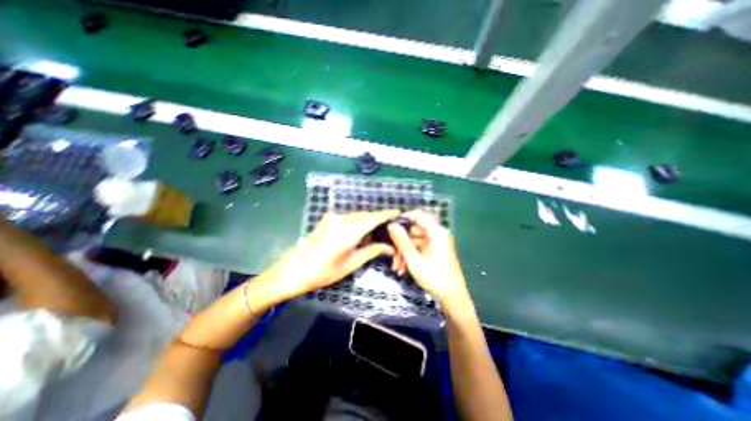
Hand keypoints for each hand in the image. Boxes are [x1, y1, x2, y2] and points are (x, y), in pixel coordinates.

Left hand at [269, 213, 401, 300]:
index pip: (373, 218)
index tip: (398, 212)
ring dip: (367, 221)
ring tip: (376, 233)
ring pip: (357, 216)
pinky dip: (357, 222)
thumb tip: (391, 248)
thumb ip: (372, 251)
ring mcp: (333, 217)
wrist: (295, 269)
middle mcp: (342, 219)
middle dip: (378, 220)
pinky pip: (348, 218)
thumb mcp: (352, 263)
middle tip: (388, 229)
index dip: (386, 214)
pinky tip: (360, 233)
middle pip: (365, 215)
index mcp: (349, 231)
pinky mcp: (328, 218)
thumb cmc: (325, 271)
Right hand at [387, 208, 467, 305]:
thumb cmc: (435, 278)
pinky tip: (402, 269)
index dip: (404, 218)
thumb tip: (391, 225)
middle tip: (391, 254)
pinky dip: (410, 257)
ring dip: (403, 253)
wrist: (452, 298)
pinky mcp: (434, 252)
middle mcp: (437, 235)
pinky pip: (418, 249)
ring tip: (396, 268)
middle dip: (401, 243)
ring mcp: (435, 244)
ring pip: (414, 241)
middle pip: (414, 230)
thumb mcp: (414, 259)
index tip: (392, 227)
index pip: (419, 215)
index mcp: (436, 232)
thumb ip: (402, 241)